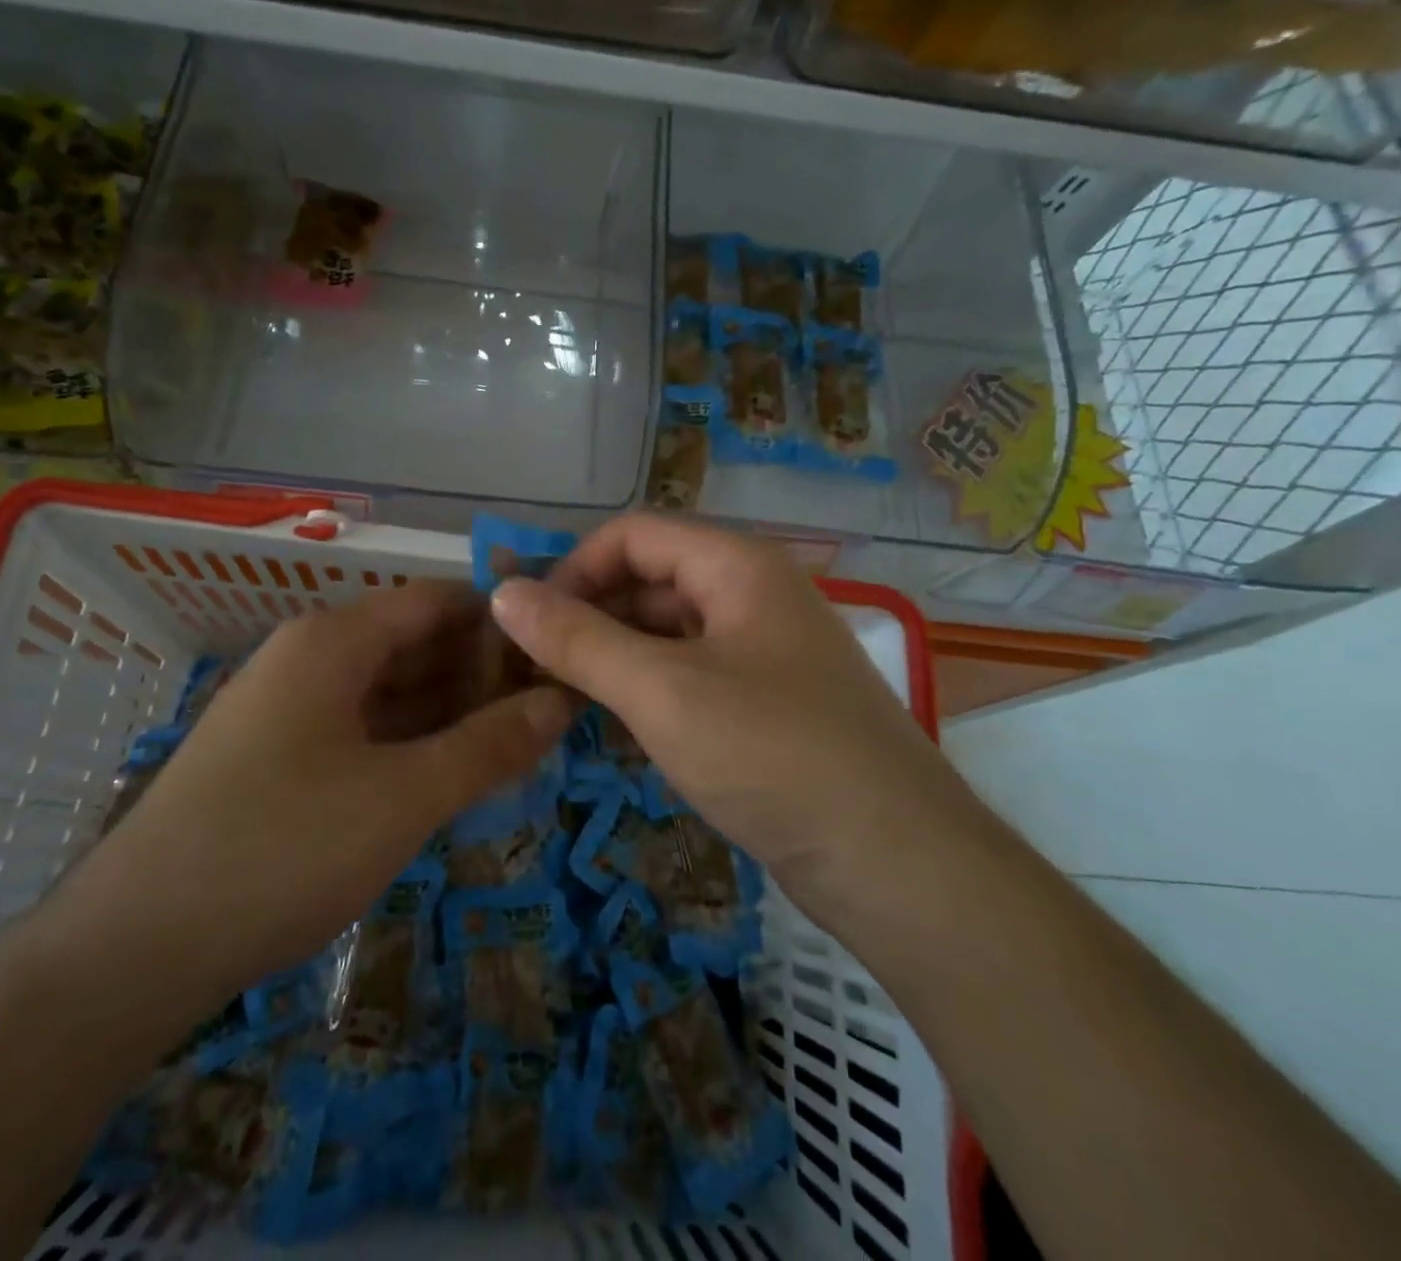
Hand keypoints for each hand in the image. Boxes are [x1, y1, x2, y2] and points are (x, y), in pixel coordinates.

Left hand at [47, 581, 572, 1023]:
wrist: (131, 951)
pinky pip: (361, 730)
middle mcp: (307, 658)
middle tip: (549, 711)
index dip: (500, 622)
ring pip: (388, 691)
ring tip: (515, 743)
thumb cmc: (281, 849)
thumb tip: (561, 702)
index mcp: (333, 641)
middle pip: (413, 643)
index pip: (436, 601)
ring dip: (449, 712)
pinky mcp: (276, 758)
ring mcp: (287, 710)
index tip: (557, 655)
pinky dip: (410, 744)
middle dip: (481, 672)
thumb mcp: (403, 797)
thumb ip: (489, 746)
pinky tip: (449, 775)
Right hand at [488, 515, 970, 915]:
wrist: (898, 865)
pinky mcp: (767, 702)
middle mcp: (753, 593)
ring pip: (667, 631)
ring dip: (612, 656)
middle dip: (587, 615)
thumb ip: (577, 639)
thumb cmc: (774, 756)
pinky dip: (646, 689)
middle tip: (531, 668)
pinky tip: (610, 725)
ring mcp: (764, 650)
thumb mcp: (662, 692)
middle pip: (650, 579)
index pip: (633, 534)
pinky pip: (690, 673)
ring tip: (559, 699)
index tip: (526, 622)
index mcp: (737, 566)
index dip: (572, 568)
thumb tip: (503, 593)